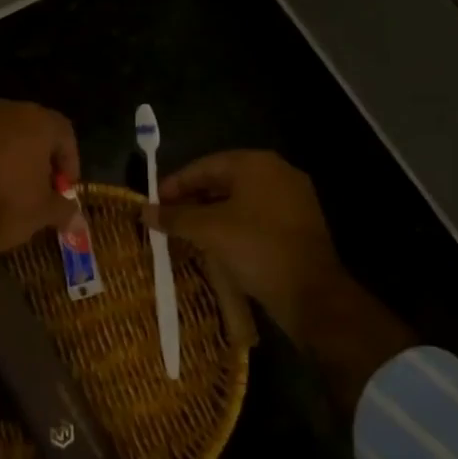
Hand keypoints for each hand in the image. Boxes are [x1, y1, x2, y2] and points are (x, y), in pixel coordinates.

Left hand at [0, 98, 80, 258]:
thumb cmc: (6, 207)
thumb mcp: (44, 213)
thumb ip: (64, 209)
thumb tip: (76, 219)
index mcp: (36, 121)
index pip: (64, 133)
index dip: (70, 162)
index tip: (65, 189)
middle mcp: (5, 110)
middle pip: (33, 129)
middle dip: (40, 157)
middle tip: (42, 187)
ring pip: (3, 135)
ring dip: (12, 156)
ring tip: (12, 189)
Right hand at [143, 150, 414, 414]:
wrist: (312, 294)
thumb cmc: (257, 249)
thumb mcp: (209, 231)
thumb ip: (175, 217)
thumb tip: (144, 211)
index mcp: (256, 164)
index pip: (205, 166)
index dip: (175, 183)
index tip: (153, 202)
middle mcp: (277, 173)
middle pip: (223, 180)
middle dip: (192, 198)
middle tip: (167, 217)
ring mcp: (293, 199)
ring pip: (240, 200)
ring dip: (211, 213)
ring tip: (186, 232)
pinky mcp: (299, 225)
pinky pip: (256, 216)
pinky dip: (233, 225)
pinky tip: (215, 243)